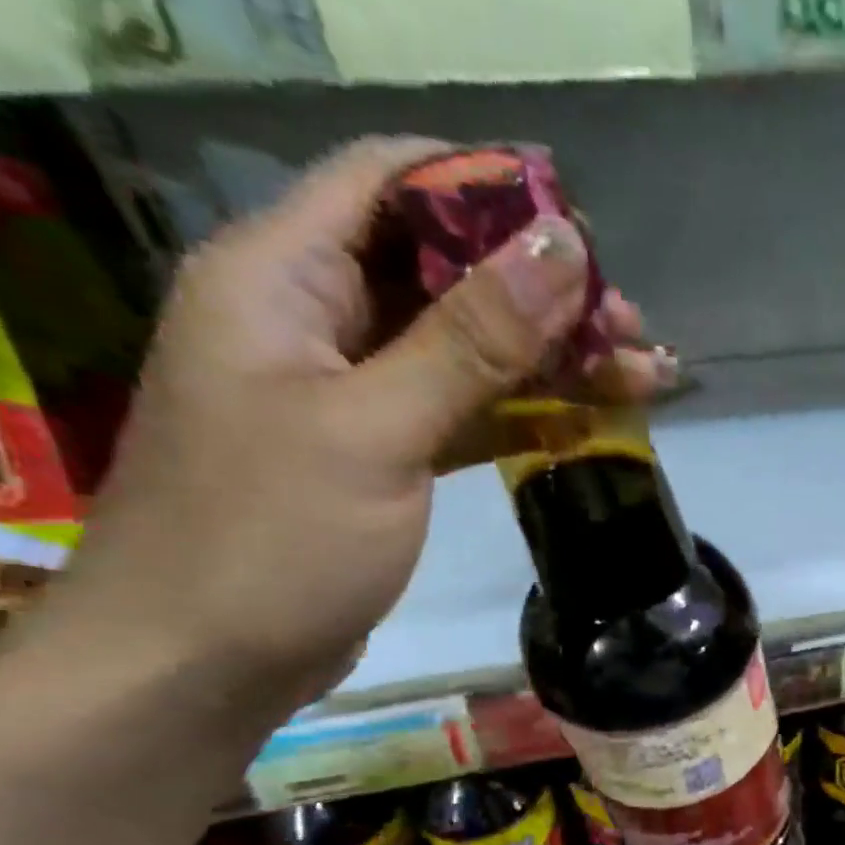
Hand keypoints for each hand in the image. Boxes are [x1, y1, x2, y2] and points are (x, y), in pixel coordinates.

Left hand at [62, 137, 668, 717]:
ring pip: (468, 345)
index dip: (486, 190)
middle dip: (542, 292)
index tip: (581, 232)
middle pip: (444, 268)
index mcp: (282, 277)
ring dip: (552, 357)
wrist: (203, 663)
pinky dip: (526, 410)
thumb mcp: (377, 430)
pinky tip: (589, 420)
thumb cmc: (271, 539)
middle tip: (630, 327)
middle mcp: (315, 316)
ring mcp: (352, 388)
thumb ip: (472, 339)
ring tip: (641, 375)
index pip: (390, 181)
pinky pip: (466, 407)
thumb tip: (563, 250)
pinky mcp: (384, 450)